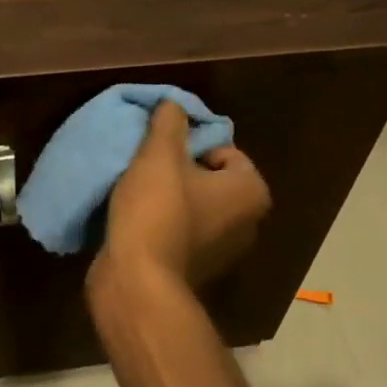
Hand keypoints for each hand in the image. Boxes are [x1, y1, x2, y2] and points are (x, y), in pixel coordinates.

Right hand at [93, 102, 270, 291]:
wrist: (136, 282)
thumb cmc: (157, 212)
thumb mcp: (159, 155)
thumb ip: (169, 123)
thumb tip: (173, 104)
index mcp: (251, 193)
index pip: (225, 150)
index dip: (190, 145)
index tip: (160, 152)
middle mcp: (247, 224)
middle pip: (209, 179)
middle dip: (179, 171)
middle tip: (147, 168)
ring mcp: (222, 252)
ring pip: (193, 207)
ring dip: (168, 198)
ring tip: (137, 193)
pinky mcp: (195, 271)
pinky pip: (180, 232)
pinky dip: (162, 224)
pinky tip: (136, 221)